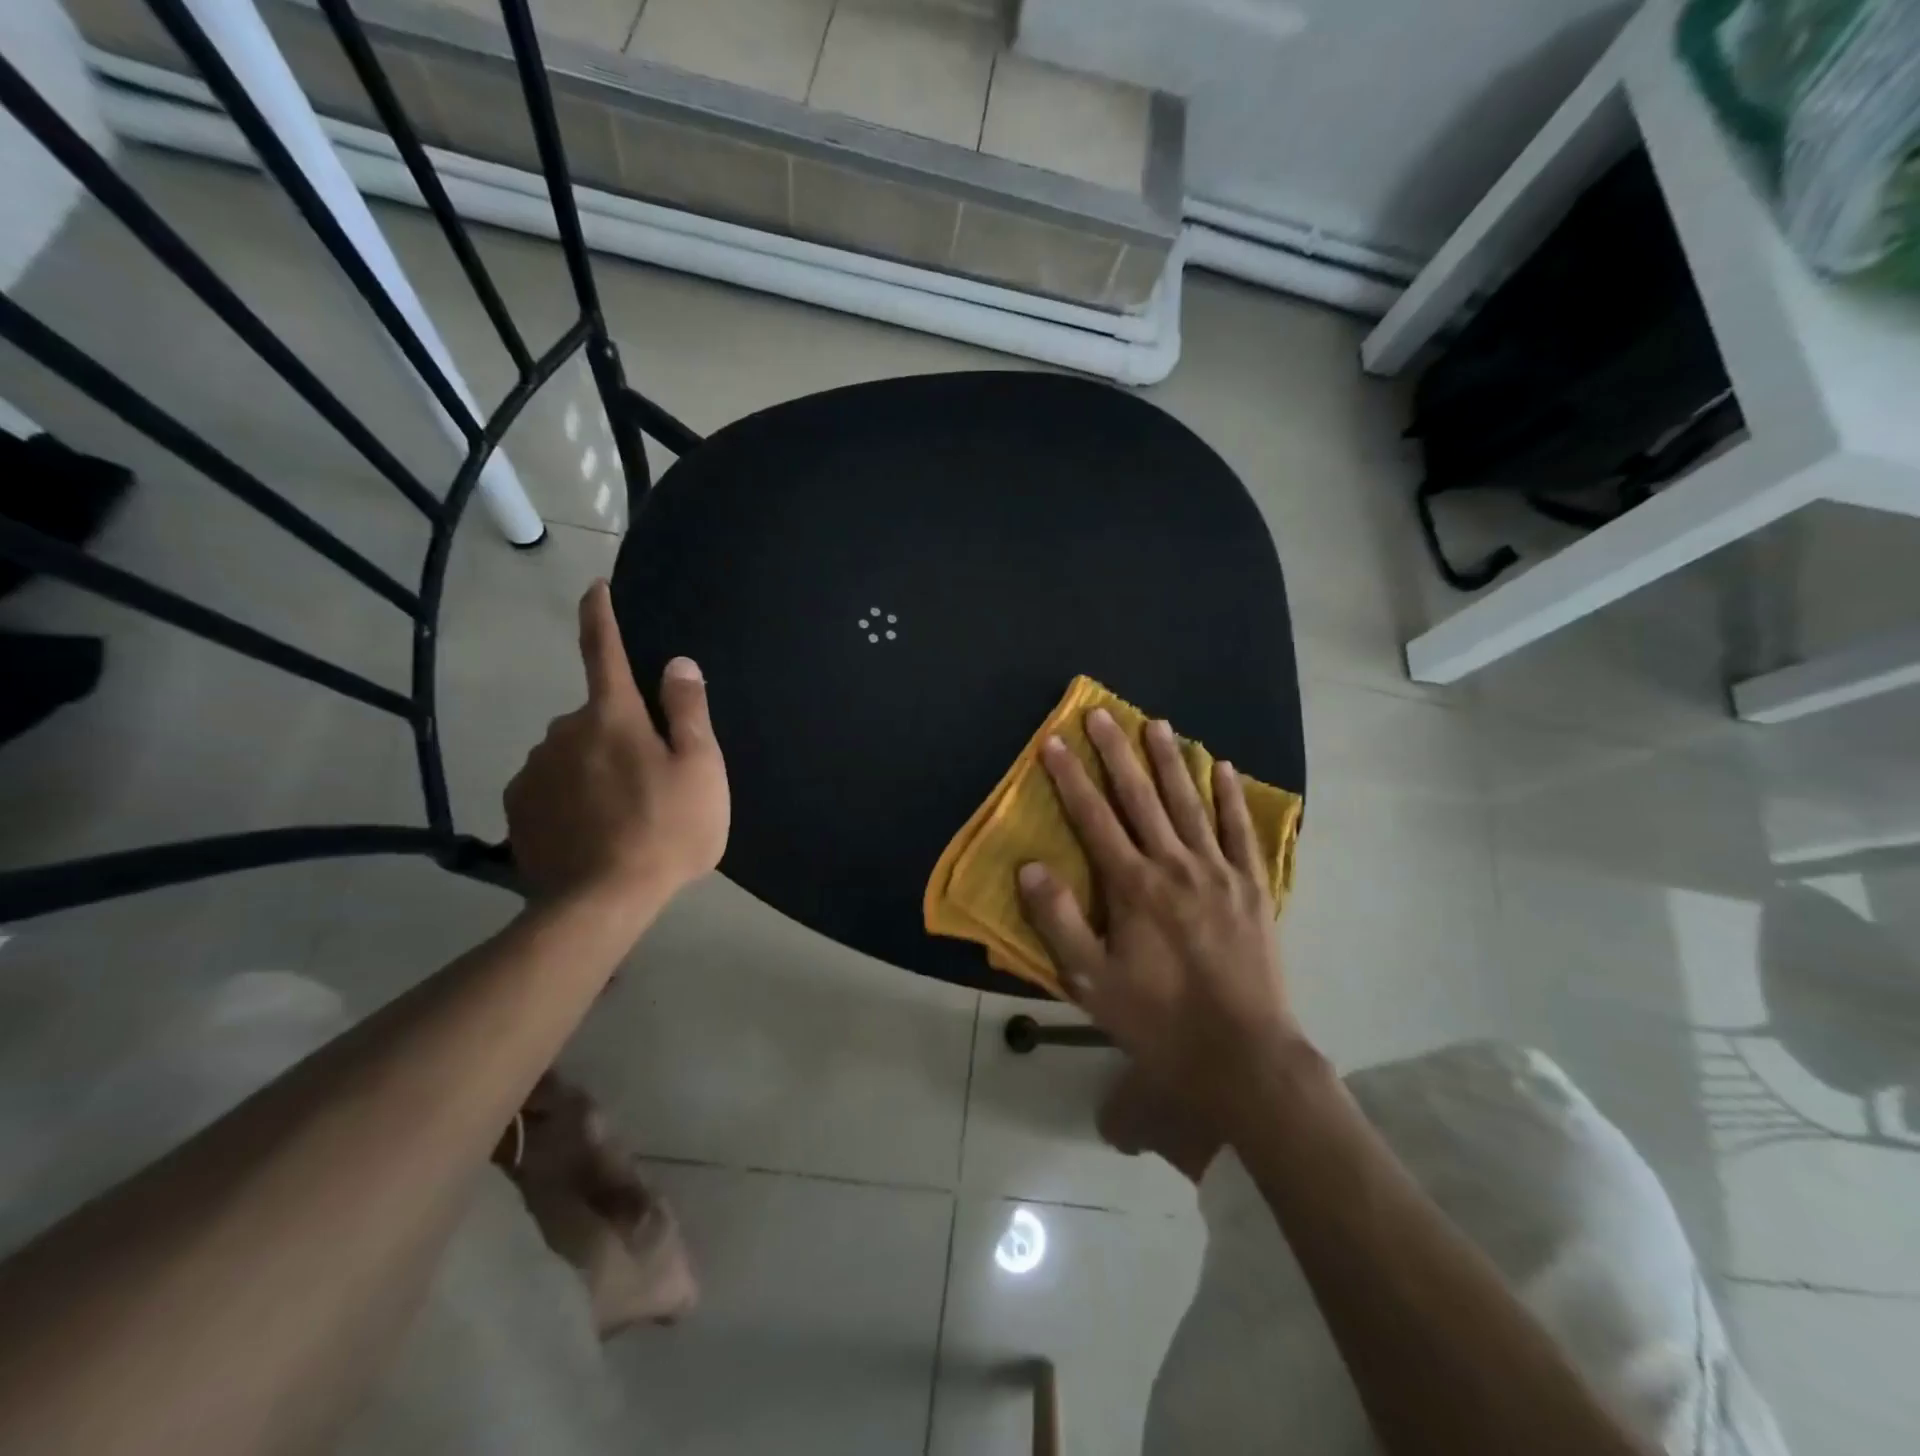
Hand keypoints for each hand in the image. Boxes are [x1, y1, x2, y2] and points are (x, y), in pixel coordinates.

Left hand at [504, 582, 728, 912]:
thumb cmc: (667, 829)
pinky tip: (591, 829)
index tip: (594, 587)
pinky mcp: (519, 808)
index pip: (604, 650)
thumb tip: (677, 663)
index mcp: (613, 716)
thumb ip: (689, 711)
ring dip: (594, 765)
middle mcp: (564, 732)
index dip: (601, 616)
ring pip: (571, 752)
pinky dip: (570, 795)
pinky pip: (550, 785)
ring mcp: (535, 770)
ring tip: (623, 812)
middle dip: (619, 730)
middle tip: (652, 776)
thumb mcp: (701, 769)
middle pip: (596, 714)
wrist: (602, 901)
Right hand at [1016, 709, 1306, 1122]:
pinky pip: (1241, 831)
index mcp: (1133, 886)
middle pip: (1141, 797)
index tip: (1055, 740)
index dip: (1071, 777)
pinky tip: (1224, 768)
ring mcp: (1219, 872)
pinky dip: (1231, 797)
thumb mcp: (1092, 982)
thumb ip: (1058, 921)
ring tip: (1157, 723)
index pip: (1094, 818)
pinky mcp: (1253, 887)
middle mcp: (1175, 865)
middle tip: (1101, 712)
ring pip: (1190, 803)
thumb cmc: (1158, 1020)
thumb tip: (1029, 867)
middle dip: (1117, 752)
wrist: (1243, 1055)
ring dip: (1171, 760)